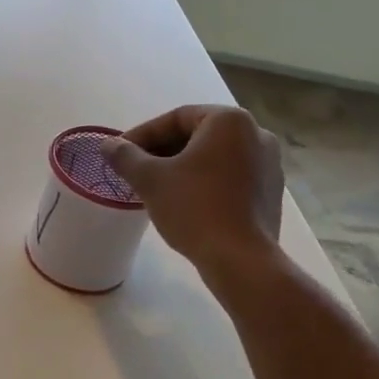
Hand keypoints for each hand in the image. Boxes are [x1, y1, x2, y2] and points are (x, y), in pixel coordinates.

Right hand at [100, 104, 284, 270]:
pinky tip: (183, 202)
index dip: (142, 135)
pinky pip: (229, 176)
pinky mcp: (270, 191)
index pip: (176, 118)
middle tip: (134, 170)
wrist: (240, 259)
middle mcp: (256, 133)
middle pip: (197, 135)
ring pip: (213, 157)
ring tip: (154, 187)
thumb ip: (125, 156)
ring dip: (181, 167)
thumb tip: (108, 145)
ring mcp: (268, 164)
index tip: (120, 153)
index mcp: (229, 121)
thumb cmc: (194, 208)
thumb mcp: (150, 179)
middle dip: (162, 151)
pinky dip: (204, 182)